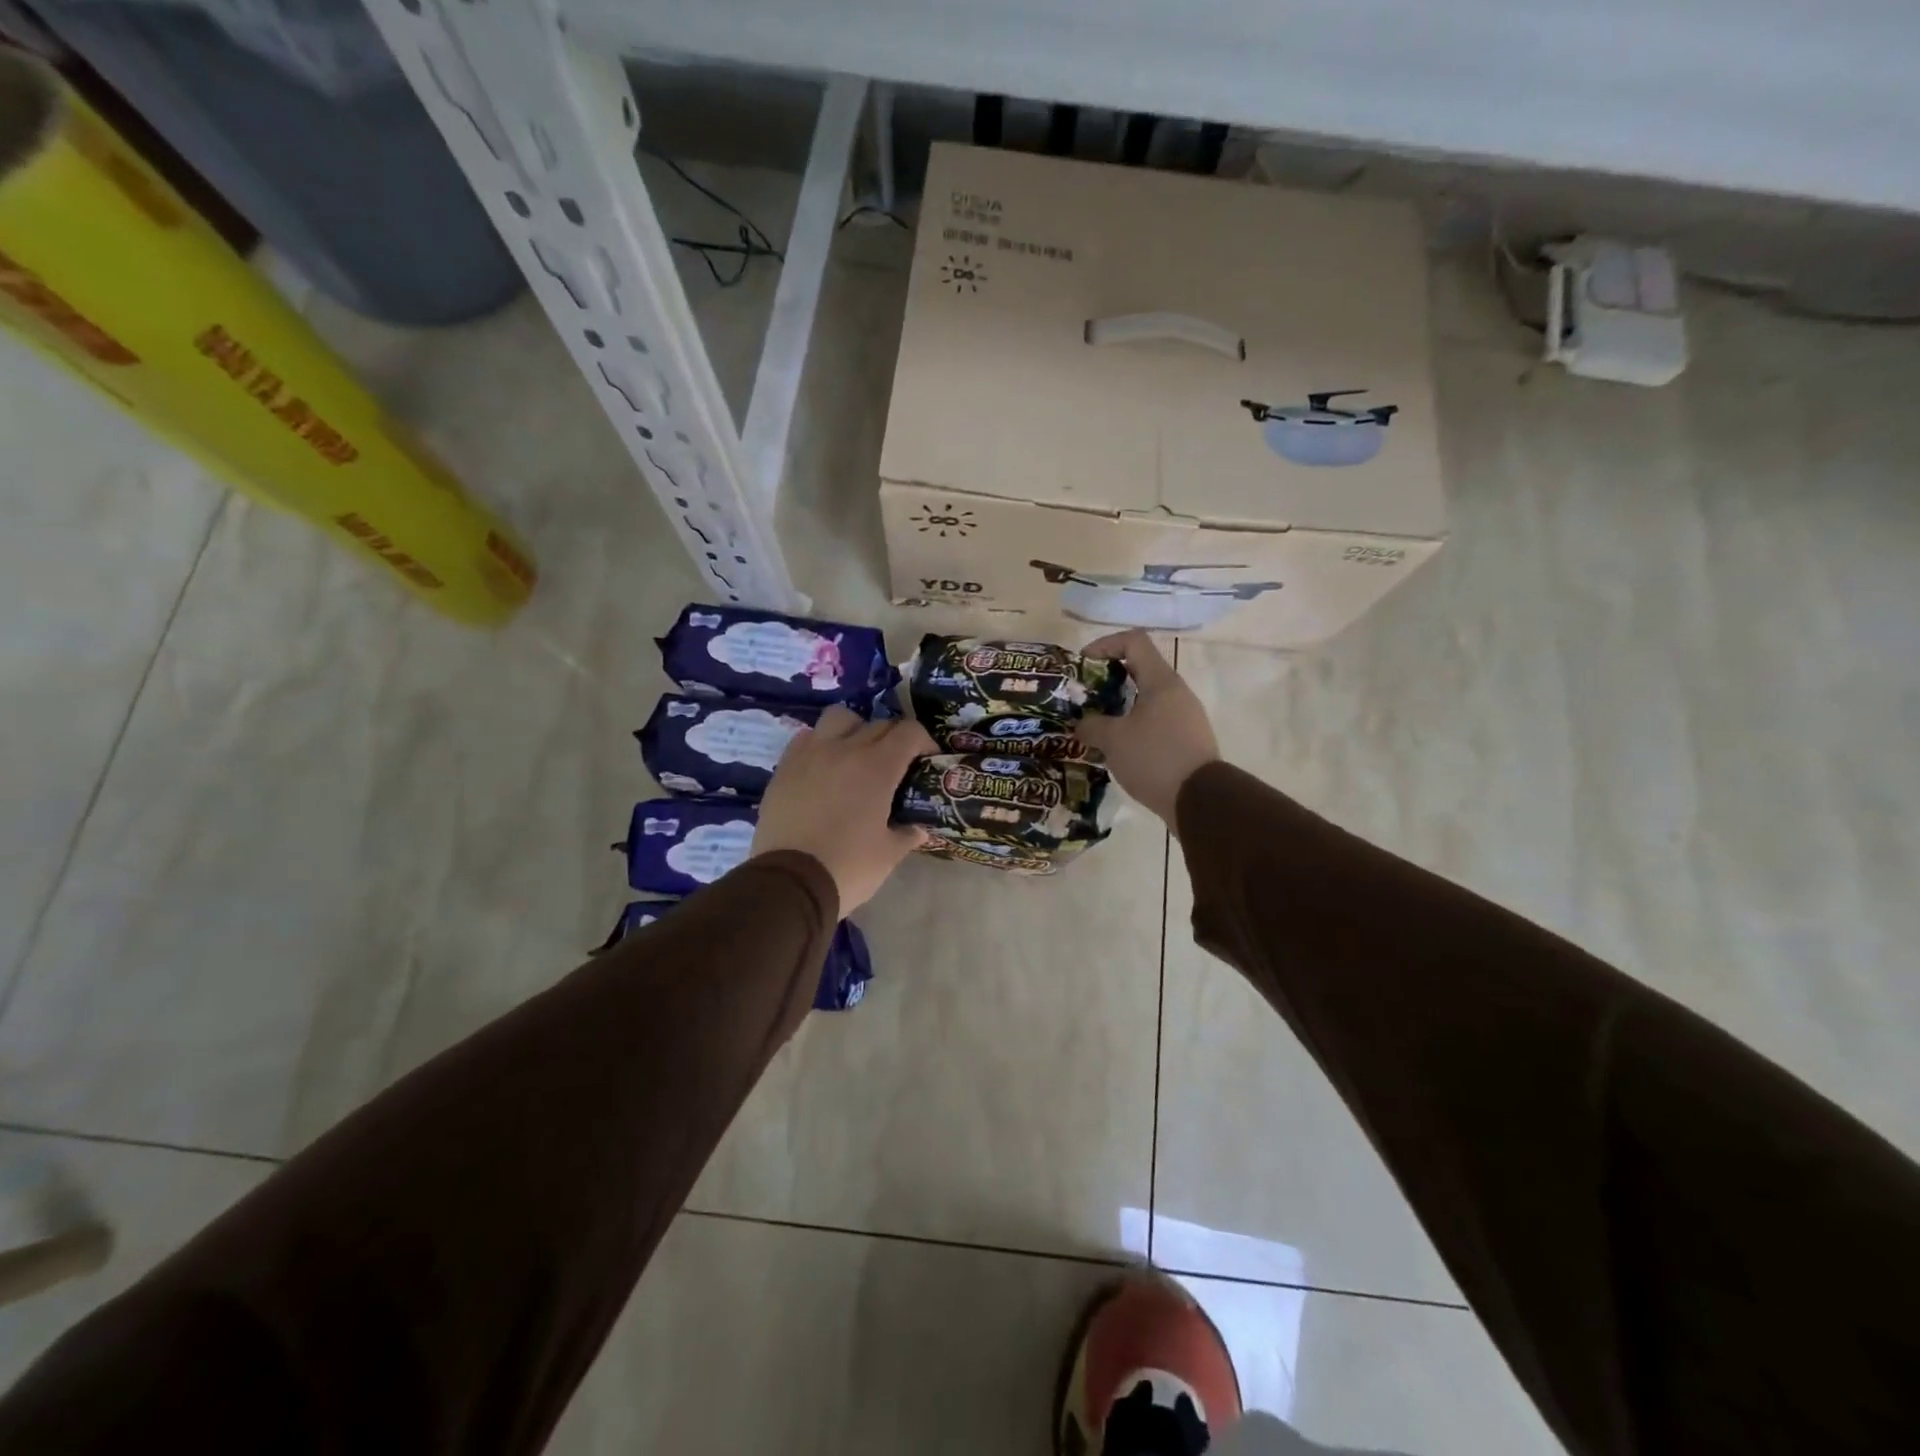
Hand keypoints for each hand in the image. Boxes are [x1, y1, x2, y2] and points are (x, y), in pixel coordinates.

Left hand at [752, 707, 934, 913]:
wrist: (788, 883)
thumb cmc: (848, 868)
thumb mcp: (888, 855)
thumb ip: (907, 834)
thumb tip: (918, 828)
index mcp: (877, 767)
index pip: (909, 732)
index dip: (924, 742)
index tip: (926, 760)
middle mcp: (845, 749)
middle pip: (878, 724)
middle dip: (894, 739)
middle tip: (896, 765)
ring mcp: (811, 754)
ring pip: (838, 718)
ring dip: (854, 729)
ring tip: (855, 755)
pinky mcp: (784, 767)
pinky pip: (807, 738)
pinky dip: (821, 744)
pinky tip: (823, 768)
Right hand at [1075, 631, 1220, 828]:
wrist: (1199, 800)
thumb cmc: (1154, 758)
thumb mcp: (1113, 740)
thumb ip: (1091, 725)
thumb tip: (1081, 724)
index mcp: (1161, 681)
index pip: (1134, 641)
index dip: (1105, 644)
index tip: (1083, 663)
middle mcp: (1176, 692)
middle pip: (1140, 669)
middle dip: (1108, 679)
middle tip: (1085, 697)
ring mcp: (1185, 717)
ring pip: (1146, 699)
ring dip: (1120, 706)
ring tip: (1096, 725)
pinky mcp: (1186, 740)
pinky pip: (1155, 722)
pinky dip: (1133, 726)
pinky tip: (1117, 748)